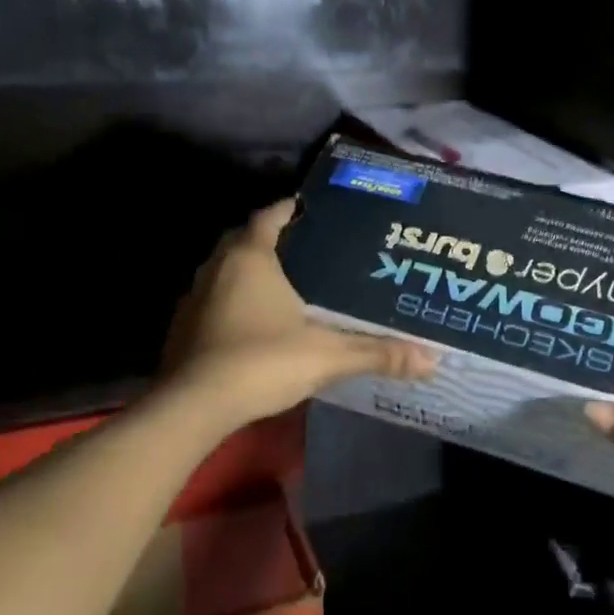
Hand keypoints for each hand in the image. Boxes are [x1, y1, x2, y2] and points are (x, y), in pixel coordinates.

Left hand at [162, 200, 436, 427]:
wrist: (194, 407)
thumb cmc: (262, 362)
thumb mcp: (328, 356)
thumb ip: (378, 353)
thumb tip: (432, 359)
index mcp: (250, 259)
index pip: (269, 216)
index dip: (288, 208)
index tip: (308, 207)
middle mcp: (216, 269)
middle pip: (242, 240)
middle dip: (267, 238)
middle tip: (302, 246)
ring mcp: (194, 299)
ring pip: (222, 271)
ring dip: (246, 271)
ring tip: (281, 282)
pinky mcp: (181, 329)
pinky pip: (211, 301)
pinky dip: (230, 301)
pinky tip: (251, 323)